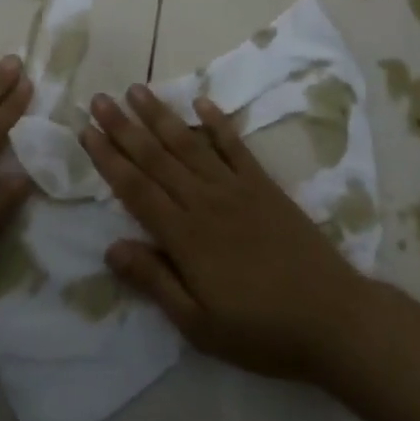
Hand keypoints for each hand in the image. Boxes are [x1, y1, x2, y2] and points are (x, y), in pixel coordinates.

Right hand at [81, 86, 369, 382]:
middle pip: (156, 158)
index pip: (136, 189)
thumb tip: (111, 248)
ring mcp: (236, 188)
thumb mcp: (199, 325)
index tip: (87, 131)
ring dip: (161, 115)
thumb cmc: (261, 331)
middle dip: (124, 127)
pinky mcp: (264, 185)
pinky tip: (202, 101)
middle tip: (100, 99)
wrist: (333, 318)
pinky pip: (235, 146)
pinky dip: (218, 122)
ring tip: (137, 90)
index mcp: (185, 236)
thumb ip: (155, 281)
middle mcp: (205, 201)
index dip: (109, 159)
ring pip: (189, 143)